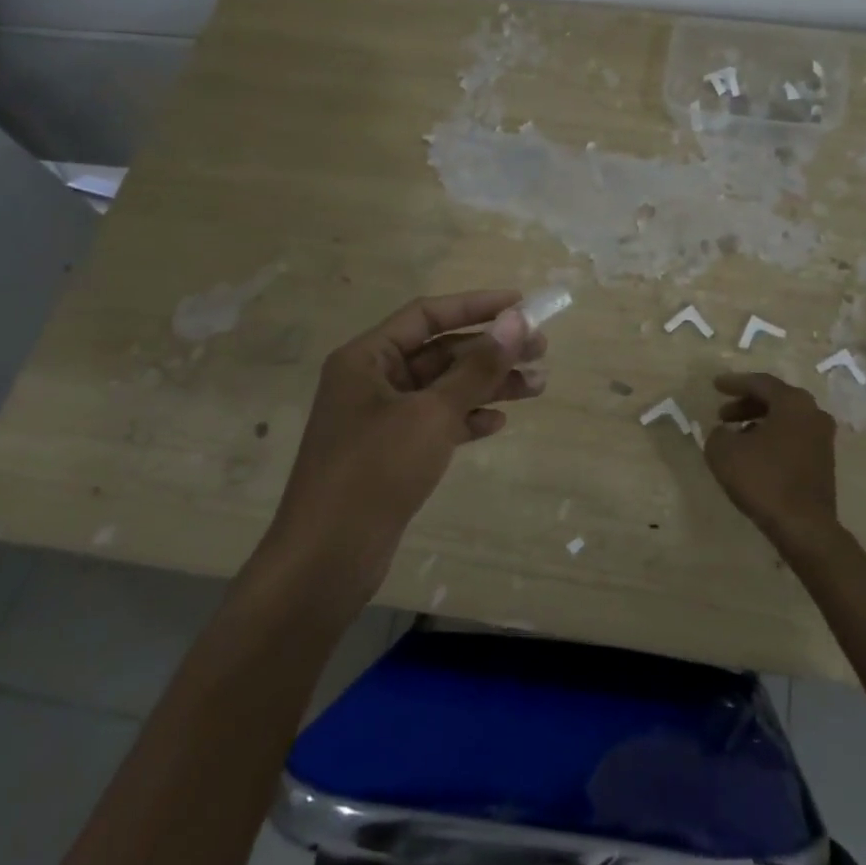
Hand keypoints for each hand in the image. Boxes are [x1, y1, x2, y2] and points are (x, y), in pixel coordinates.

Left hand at [259, 290, 546, 605]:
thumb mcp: (432, 414)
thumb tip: (516, 320)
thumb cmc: (374, 471)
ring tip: (537, 387)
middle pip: (440, 352)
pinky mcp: (390, 454)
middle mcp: (371, 380)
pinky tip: (497, 423)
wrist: (326, 560)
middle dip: (490, 351)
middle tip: (540, 351)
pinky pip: (435, 422)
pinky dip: (466, 418)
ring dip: (487, 385)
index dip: (476, 306)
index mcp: (367, 357)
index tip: (521, 304)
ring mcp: (380, 419)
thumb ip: (476, 367)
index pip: (428, 315)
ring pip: (442, 389)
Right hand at [704, 372, 841, 554]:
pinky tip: (753, 455)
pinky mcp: (823, 462)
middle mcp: (813, 413)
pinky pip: (792, 438)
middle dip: (746, 404)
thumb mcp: (724, 452)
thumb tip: (724, 433)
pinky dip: (771, 439)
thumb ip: (718, 434)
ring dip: (758, 423)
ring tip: (734, 436)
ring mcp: (823, 438)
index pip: (760, 383)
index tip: (715, 385)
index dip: (734, 382)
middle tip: (722, 414)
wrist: (804, 526)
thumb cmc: (764, 480)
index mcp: (793, 402)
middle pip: (775, 399)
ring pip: (785, 420)